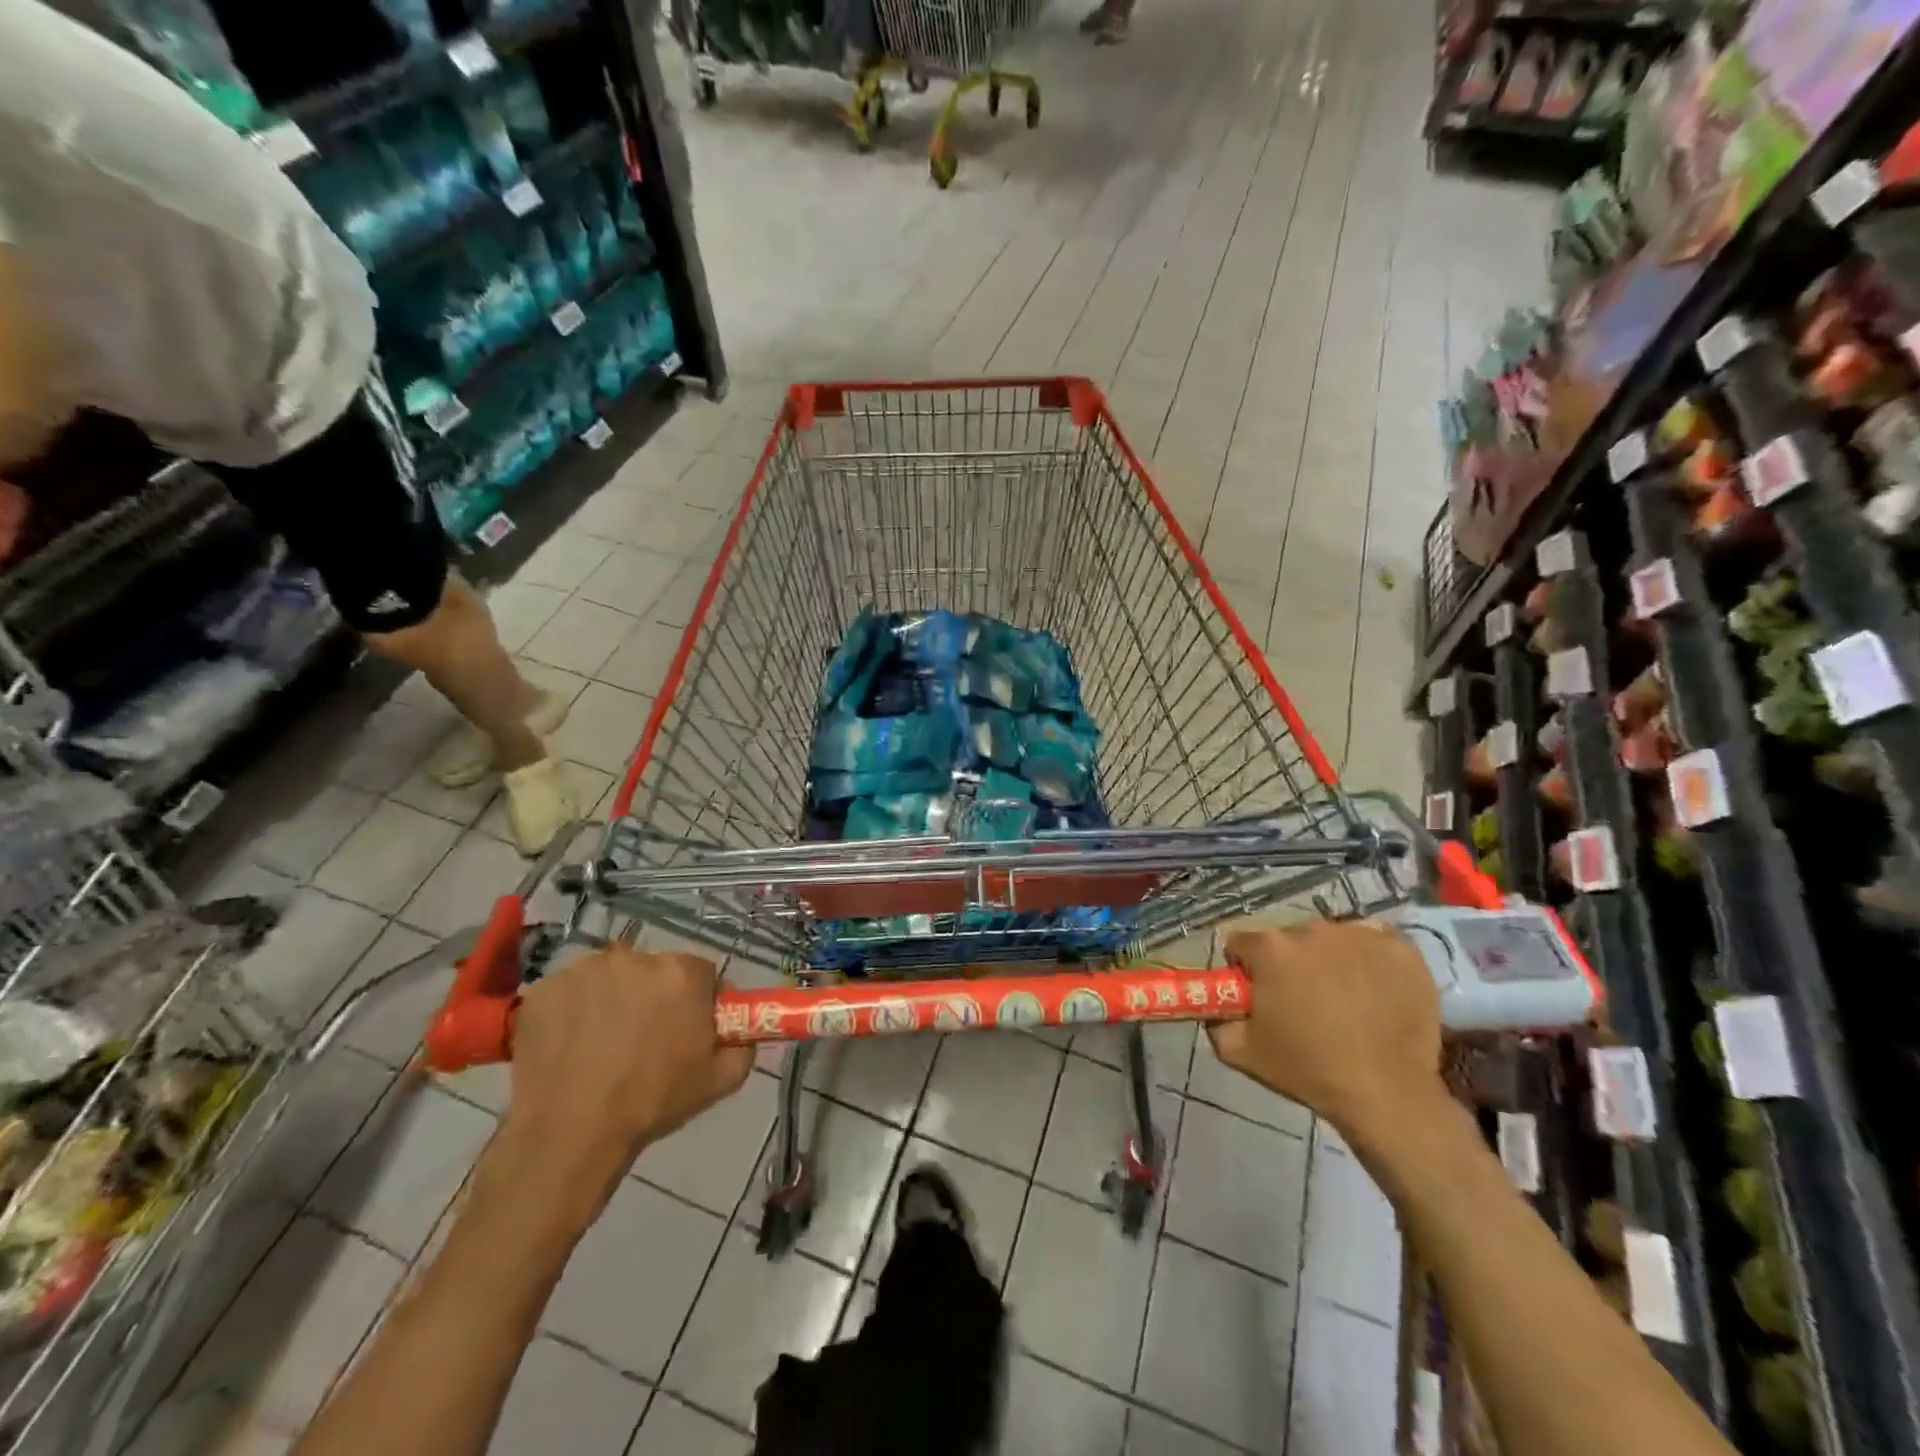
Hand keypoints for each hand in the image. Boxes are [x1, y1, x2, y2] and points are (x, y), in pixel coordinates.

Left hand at [504, 947, 752, 1198]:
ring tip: (600, 1045)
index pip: (701, 973)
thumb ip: (742, 1046)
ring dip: (612, 1000)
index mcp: (683, 974)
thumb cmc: (651, 1103)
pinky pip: (569, 992)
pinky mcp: (546, 988)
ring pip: (609, 978)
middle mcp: (637, 958)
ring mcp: (586, 970)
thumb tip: (741, 1032)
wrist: (569, 1133)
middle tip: (643, 1039)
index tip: (686, 1027)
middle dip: (653, 997)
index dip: (696, 1000)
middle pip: (653, 970)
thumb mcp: (719, 1081)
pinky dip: (572, 1011)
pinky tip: (569, 1046)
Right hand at [1209, 920, 1443, 1141]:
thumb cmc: (1309, 1070)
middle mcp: (1312, 929)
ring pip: (1330, 939)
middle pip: (1288, 939)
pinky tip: (1373, 990)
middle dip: (1289, 965)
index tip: (1261, 997)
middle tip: (1303, 1004)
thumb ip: (1215, 1019)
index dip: (1246, 971)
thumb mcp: (1240, 1052)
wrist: (1388, 1095)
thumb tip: (1216, 1005)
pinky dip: (1369, 960)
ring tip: (1344, 1000)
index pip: (1242, 944)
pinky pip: (1373, 942)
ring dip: (1329, 960)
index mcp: (1270, 949)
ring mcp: (1360, 935)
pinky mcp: (1401, 948)